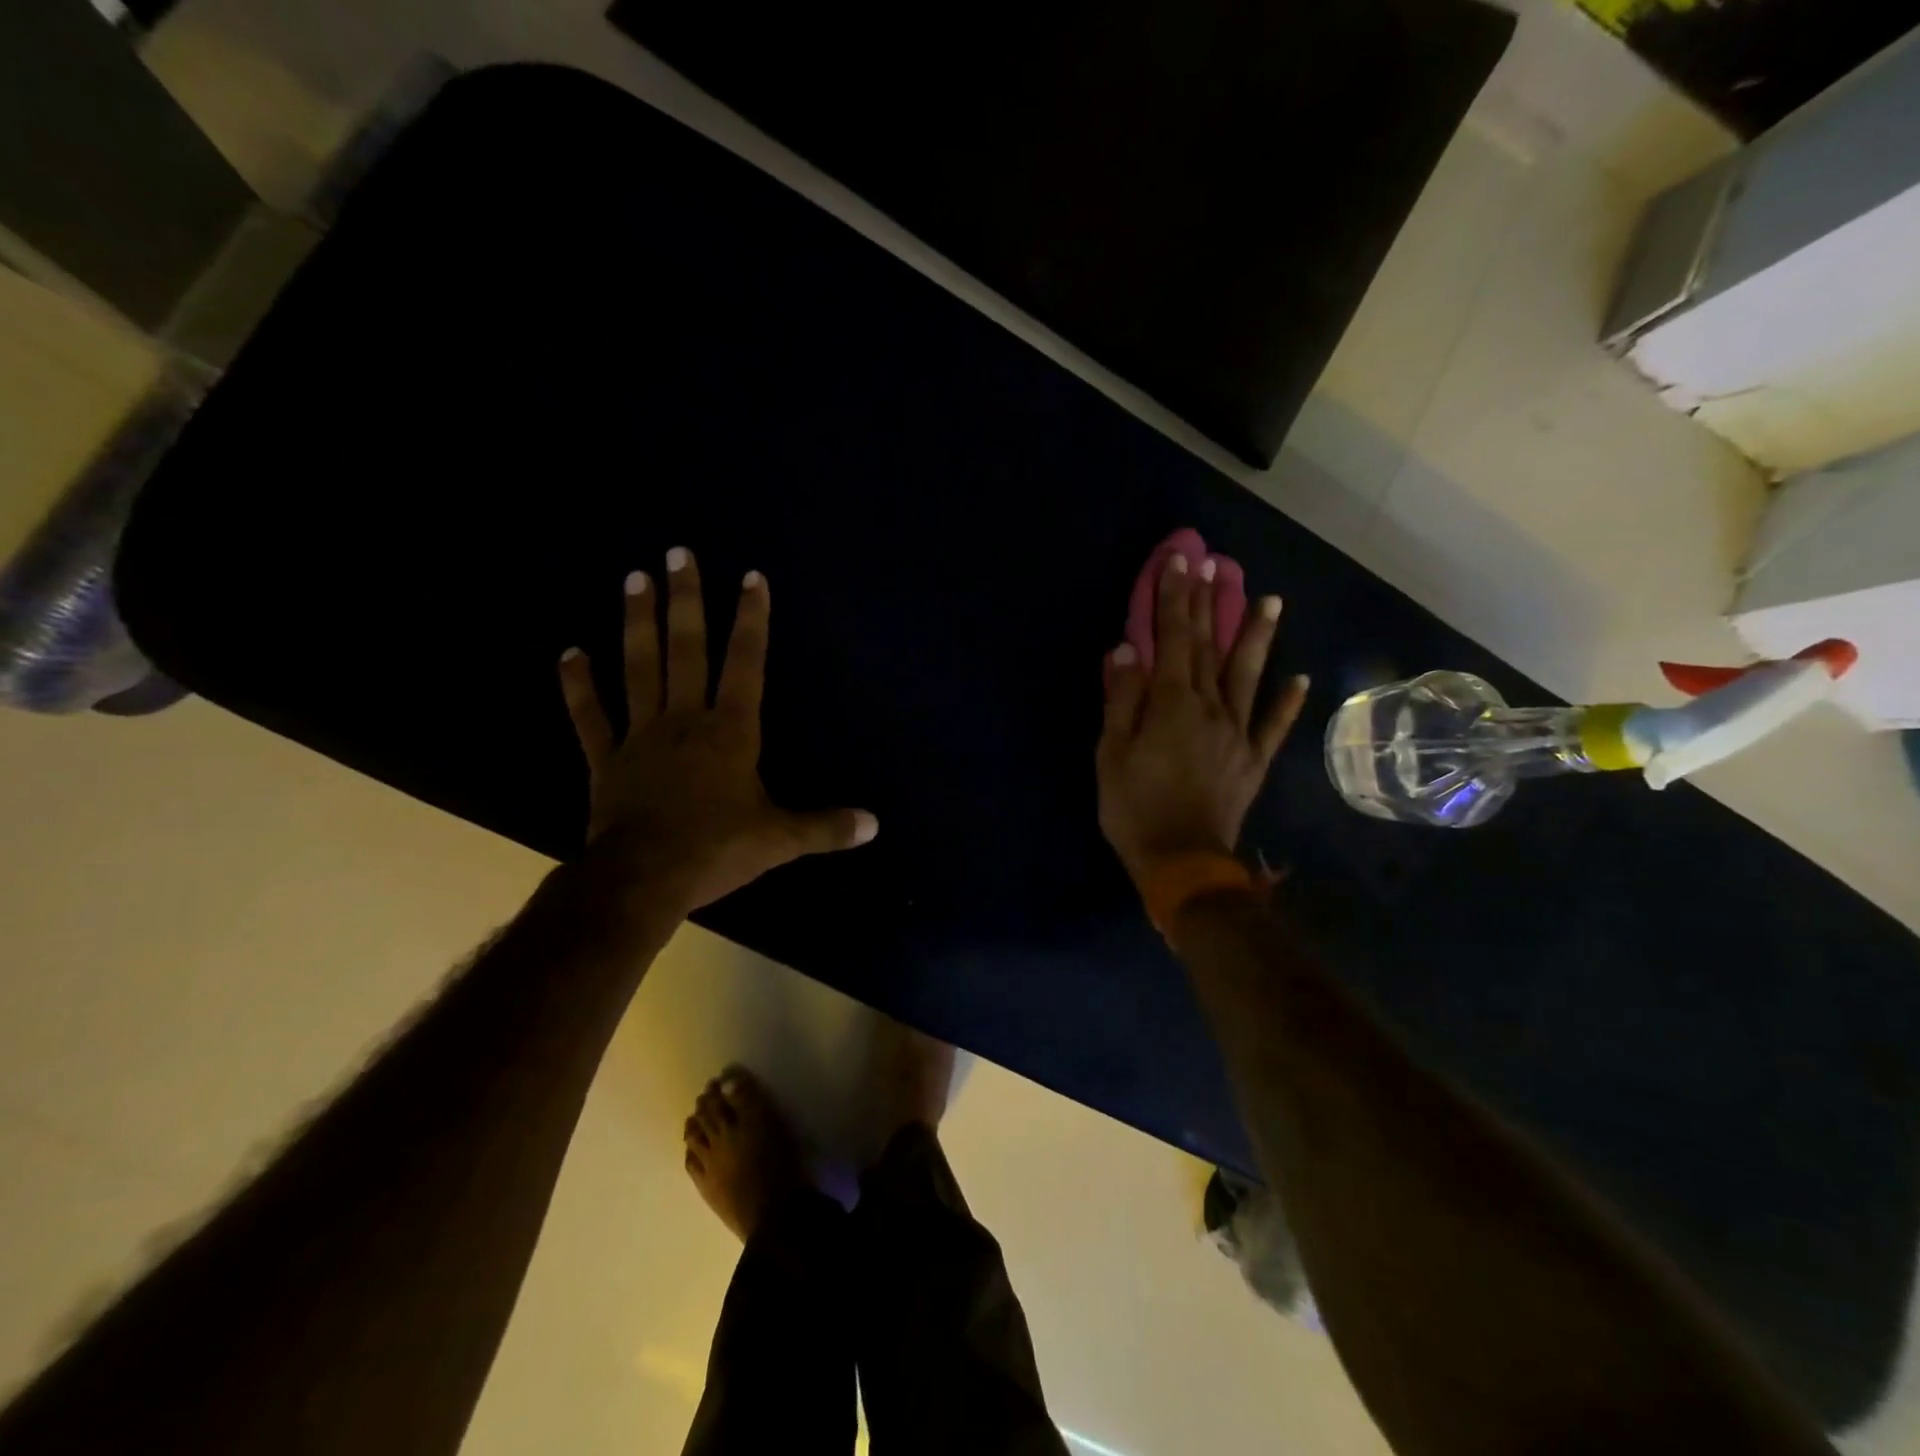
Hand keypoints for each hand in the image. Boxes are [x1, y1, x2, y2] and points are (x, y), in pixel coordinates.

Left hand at [558, 547, 876, 912]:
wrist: (643, 879)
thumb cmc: (717, 850)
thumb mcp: (781, 840)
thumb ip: (826, 827)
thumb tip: (875, 825)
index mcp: (731, 732)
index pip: (746, 664)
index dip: (751, 620)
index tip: (750, 577)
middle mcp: (685, 720)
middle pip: (686, 650)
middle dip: (686, 600)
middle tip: (677, 552)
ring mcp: (641, 736)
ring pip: (638, 668)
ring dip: (636, 622)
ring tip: (633, 577)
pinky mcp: (606, 760)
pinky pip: (589, 717)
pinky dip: (578, 685)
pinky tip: (569, 653)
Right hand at [1096, 552, 1307, 889]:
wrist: (1182, 862)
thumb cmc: (1135, 808)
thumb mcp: (1111, 754)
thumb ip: (1122, 700)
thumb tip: (1126, 651)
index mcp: (1172, 705)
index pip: (1172, 640)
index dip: (1174, 600)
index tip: (1180, 563)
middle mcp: (1210, 709)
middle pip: (1208, 648)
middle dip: (1209, 604)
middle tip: (1216, 565)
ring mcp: (1238, 734)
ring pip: (1248, 676)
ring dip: (1258, 637)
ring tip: (1272, 600)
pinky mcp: (1253, 760)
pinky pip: (1273, 726)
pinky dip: (1287, 702)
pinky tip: (1300, 678)